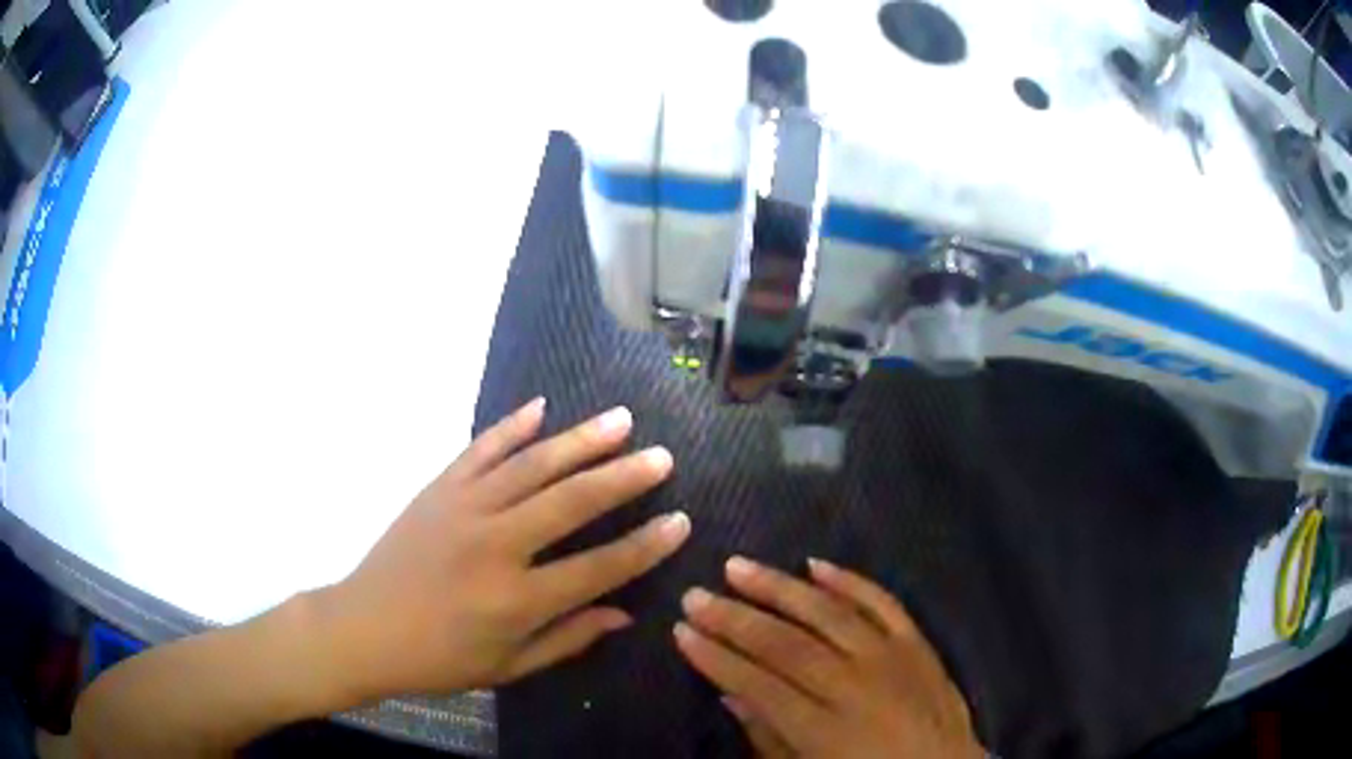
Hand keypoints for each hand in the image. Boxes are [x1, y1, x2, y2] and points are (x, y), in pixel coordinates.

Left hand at [315, 398, 690, 700]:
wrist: (363, 629)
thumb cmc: (438, 660)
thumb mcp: (508, 667)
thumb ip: (568, 639)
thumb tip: (624, 615)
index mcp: (516, 600)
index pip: (598, 568)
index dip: (645, 547)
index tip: (681, 522)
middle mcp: (494, 547)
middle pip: (570, 502)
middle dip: (623, 477)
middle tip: (660, 456)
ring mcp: (462, 510)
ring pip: (531, 466)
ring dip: (579, 441)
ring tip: (619, 419)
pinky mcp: (437, 490)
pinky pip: (480, 450)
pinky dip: (511, 427)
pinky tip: (541, 407)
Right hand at [674, 558, 982, 758]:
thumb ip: (770, 739)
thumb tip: (732, 697)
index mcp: (825, 730)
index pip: (759, 684)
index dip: (716, 658)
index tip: (681, 632)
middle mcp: (855, 686)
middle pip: (786, 645)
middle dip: (735, 619)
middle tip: (696, 595)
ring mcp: (891, 658)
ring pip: (827, 614)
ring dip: (779, 589)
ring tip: (738, 567)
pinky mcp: (916, 643)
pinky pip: (882, 603)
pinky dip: (849, 581)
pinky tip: (816, 564)